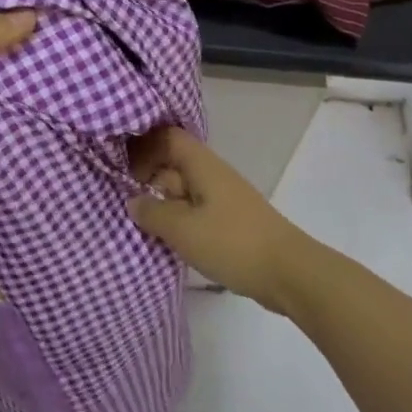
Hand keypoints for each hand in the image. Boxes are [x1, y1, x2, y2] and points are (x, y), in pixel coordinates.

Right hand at [126, 127, 308, 312]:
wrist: (289, 273)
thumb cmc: (232, 242)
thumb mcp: (182, 228)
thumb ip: (153, 212)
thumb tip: (133, 201)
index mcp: (202, 165)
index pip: (167, 138)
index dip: (143, 147)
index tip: (122, 171)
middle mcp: (213, 175)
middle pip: (174, 163)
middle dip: (148, 178)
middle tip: (123, 201)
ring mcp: (224, 199)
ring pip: (184, 190)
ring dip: (163, 203)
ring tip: (140, 224)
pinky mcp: (231, 223)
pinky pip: (196, 212)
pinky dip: (179, 221)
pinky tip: (167, 241)